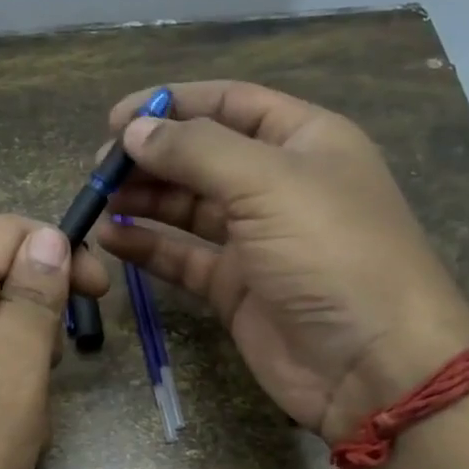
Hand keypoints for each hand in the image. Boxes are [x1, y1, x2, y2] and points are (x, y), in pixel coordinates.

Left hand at [0, 215, 108, 468]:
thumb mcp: (14, 365)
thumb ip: (32, 295)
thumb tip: (47, 237)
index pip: (5, 230)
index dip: (59, 247)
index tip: (99, 293)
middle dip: (40, 305)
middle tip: (56, 361)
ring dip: (21, 350)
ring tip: (29, 402)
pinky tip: (0, 425)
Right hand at [94, 81, 468, 441]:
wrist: (371, 364)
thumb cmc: (331, 253)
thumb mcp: (268, 183)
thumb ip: (196, 151)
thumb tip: (135, 131)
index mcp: (304, 141)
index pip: (230, 104)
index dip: (173, 104)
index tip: (116, 118)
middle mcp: (279, 185)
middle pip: (203, 157)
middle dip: (152, 157)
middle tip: (99, 169)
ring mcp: (257, 240)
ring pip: (189, 209)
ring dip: (144, 201)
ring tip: (97, 201)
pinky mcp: (236, 289)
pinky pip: (184, 258)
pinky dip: (149, 247)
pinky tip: (112, 240)